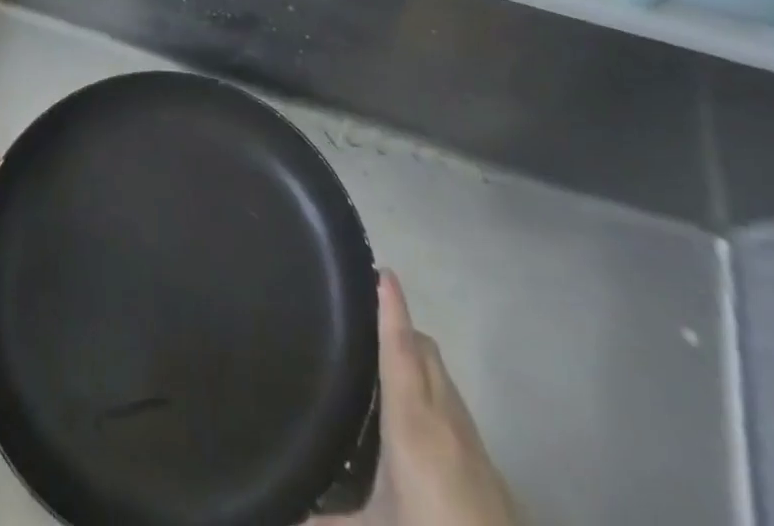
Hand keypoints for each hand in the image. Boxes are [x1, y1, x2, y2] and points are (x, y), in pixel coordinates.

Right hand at [319, 270, 519, 525]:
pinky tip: (416, 425)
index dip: (391, 308)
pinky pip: (456, 409)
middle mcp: (446, 420)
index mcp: (413, 423)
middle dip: (400, 325)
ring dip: (418, 360)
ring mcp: (474, 444)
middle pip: (427, 351)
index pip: (401, 348)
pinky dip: (434, 395)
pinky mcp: (490, 470)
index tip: (383, 272)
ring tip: (384, 366)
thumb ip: (327, 522)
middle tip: (363, 318)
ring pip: (444, 378)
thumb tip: (282, 514)